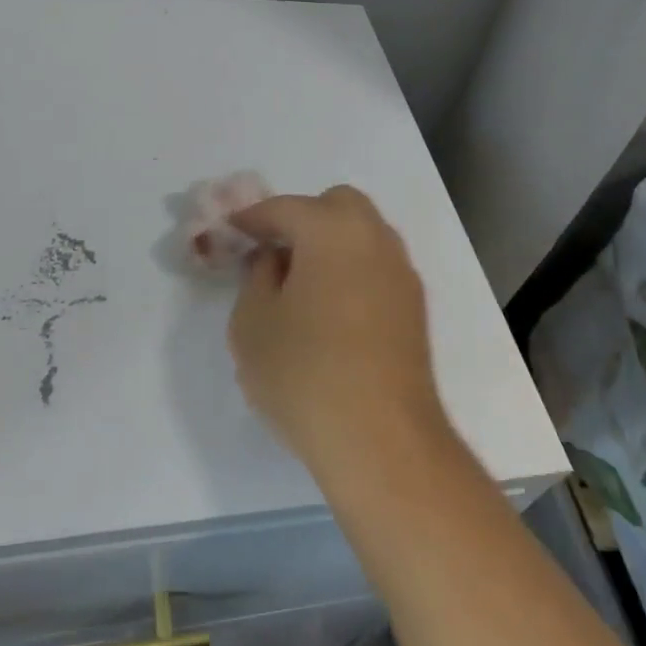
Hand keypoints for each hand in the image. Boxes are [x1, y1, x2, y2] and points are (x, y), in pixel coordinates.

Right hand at [227, 186, 449, 481]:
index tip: (230, 231)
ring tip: (301, 285)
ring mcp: (401, 272)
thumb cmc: (304, 372)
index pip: (284, 208)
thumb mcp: (253, 322)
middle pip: (336, 206)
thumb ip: (257, 276)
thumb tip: (274, 259)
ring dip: (330, 245)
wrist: (381, 439)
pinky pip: (376, 268)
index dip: (251, 218)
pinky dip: (352, 271)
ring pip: (362, 236)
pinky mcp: (414, 308)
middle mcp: (374, 238)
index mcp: (332, 229)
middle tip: (274, 254)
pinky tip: (332, 311)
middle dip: (302, 219)